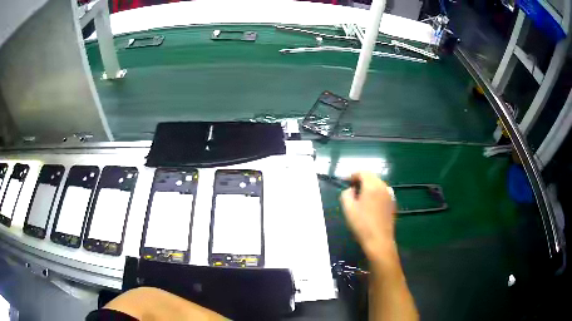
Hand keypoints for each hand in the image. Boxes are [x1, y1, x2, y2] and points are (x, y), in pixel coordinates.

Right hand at [340, 172, 396, 262]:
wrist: (379, 240)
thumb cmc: (362, 224)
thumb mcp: (348, 208)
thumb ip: (346, 194)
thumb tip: (351, 190)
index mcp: (372, 186)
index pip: (362, 172)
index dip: (353, 175)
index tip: (346, 182)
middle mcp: (383, 187)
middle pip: (371, 176)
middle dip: (361, 180)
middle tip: (352, 189)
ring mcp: (390, 195)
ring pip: (378, 184)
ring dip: (369, 186)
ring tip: (361, 197)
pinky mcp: (392, 203)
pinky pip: (383, 192)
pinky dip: (375, 193)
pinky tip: (370, 205)